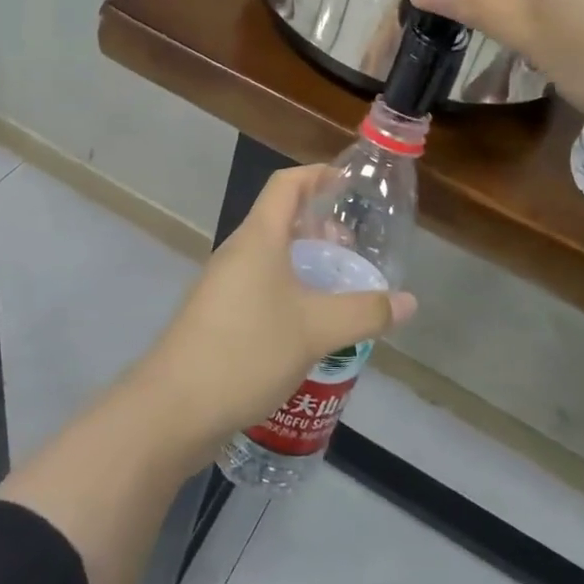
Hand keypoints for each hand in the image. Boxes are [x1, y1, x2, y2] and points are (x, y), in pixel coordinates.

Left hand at [133, 166, 415, 454]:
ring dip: (304, 262)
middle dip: (319, 227)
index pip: (287, 184)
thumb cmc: (247, 351)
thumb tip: (410, 302)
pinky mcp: (217, 316)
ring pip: (270, 257)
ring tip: (337, 287)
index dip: (318, 175)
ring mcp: (222, 285)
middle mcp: (237, 253)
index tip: (349, 184)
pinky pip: (259, 286)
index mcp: (258, 238)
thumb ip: (365, 312)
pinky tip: (309, 324)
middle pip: (280, 220)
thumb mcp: (316, 330)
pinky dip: (288, 290)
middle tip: (353, 249)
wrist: (174, 408)